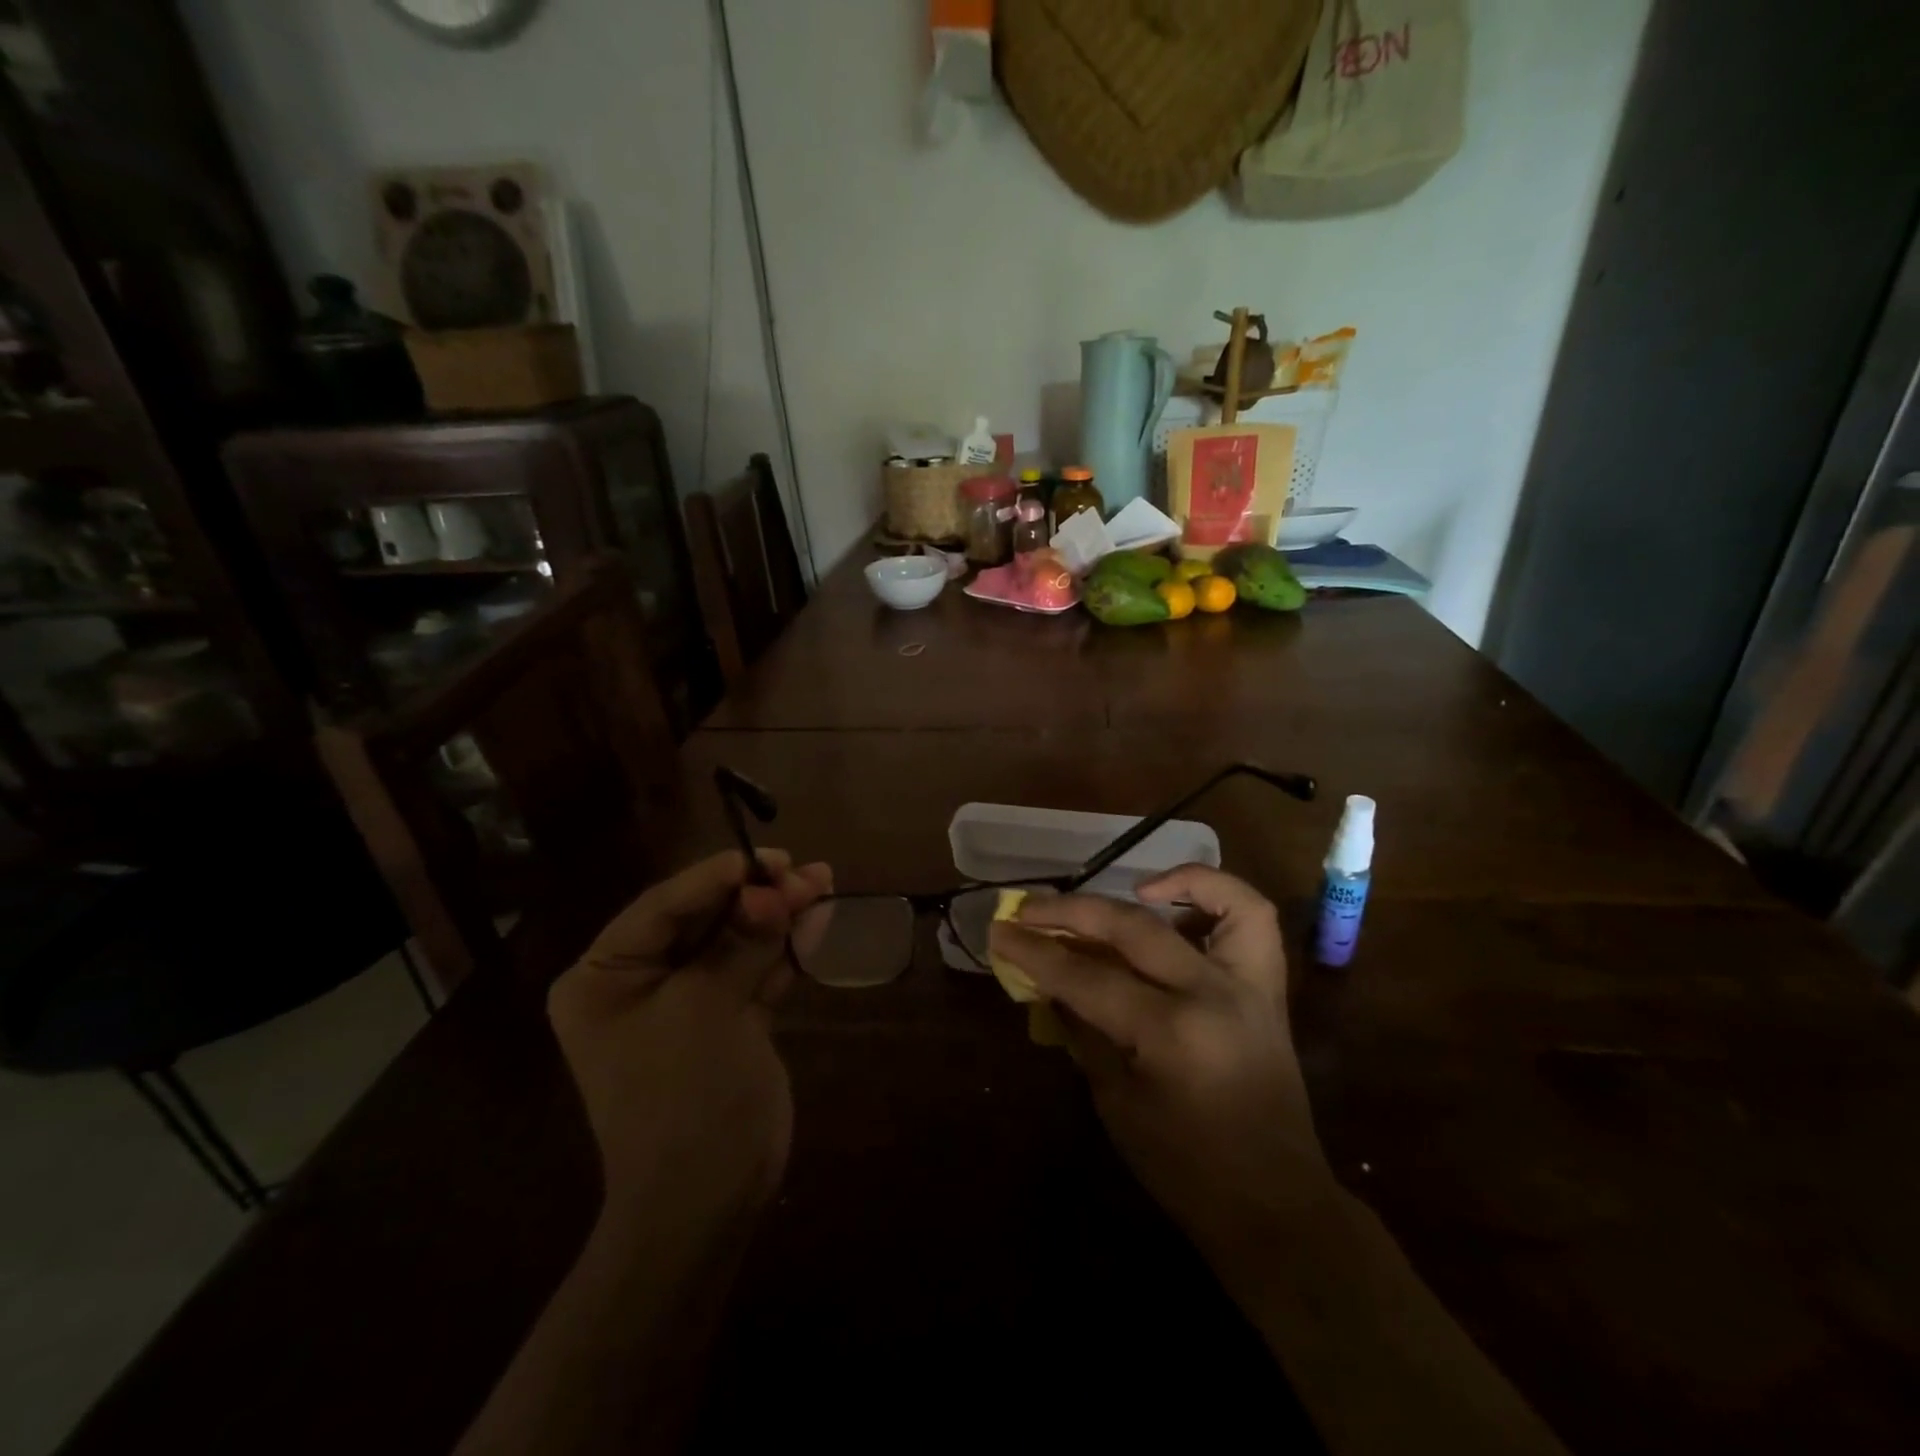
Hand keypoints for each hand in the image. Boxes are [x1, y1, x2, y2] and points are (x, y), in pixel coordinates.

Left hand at [548, 850, 831, 1221]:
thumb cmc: (683, 1096)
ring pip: (737, 941)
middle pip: (704, 919)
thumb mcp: (706, 1007)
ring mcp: (688, 1002)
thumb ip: (740, 941)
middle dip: (756, 895)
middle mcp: (641, 983)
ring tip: (823, 882)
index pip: (662, 907)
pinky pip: (755, 970)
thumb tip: (772, 889)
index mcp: (605, 977)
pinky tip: (817, 921)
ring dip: (778, 915)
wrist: (706, 1200)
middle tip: (803, 871)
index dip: (715, 877)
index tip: (764, 858)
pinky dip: (785, 948)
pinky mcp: (727, 1020)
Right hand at [988, 865, 1330, 1253]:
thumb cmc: (1185, 1170)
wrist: (1274, 1207)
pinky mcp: (1268, 990)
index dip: (1035, 953)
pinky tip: (1177, 904)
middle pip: (1131, 929)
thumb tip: (1050, 982)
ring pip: (1216, 902)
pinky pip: (1253, 921)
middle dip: (1069, 912)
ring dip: (1166, 882)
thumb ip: (1083, 1031)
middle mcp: (1213, 994)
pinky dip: (1216, 896)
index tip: (998, 932)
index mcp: (1170, 1034)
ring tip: (1124, 888)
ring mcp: (1250, 986)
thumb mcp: (1116, 1103)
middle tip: (1027, 908)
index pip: (1086, 976)